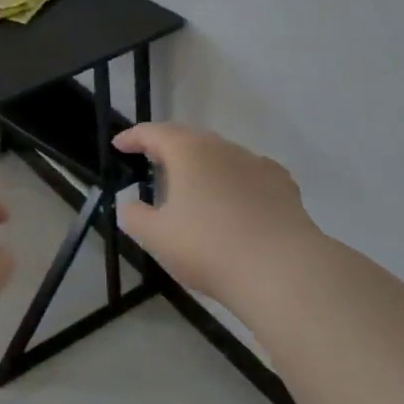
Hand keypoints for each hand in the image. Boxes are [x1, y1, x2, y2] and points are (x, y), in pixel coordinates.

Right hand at [113, 123, 320, 309]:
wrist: (283, 271)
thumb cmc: (209, 248)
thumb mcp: (157, 237)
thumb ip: (135, 216)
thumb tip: (130, 204)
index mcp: (187, 151)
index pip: (153, 133)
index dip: (133, 137)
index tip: (119, 145)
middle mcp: (222, 147)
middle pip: (188, 139)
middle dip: (168, 148)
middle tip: (152, 162)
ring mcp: (256, 163)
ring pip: (221, 156)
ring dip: (203, 166)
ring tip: (193, 187)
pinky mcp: (283, 185)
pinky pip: (249, 174)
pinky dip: (235, 181)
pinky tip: (236, 202)